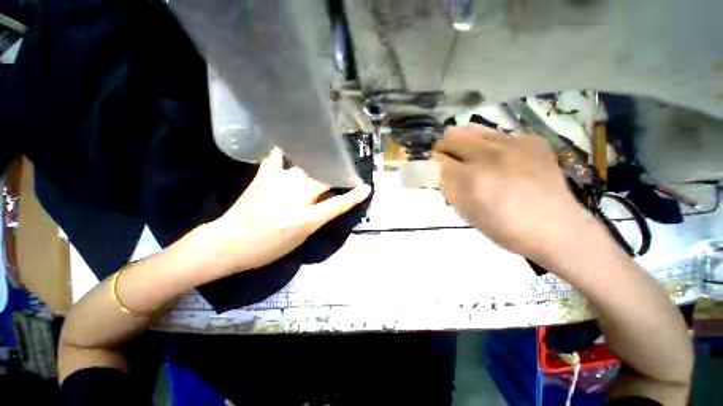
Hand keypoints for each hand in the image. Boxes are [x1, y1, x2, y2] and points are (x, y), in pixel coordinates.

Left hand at [207, 148, 370, 271]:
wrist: (229, 243)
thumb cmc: (267, 248)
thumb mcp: (300, 238)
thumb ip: (316, 217)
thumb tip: (329, 199)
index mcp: (304, 220)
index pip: (336, 205)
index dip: (353, 196)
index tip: (365, 188)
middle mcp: (294, 199)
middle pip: (323, 179)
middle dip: (338, 175)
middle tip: (345, 172)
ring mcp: (278, 184)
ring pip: (306, 166)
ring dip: (319, 164)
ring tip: (325, 160)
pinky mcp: (264, 176)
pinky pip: (279, 156)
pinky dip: (288, 151)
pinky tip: (294, 147)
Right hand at [434, 126, 593, 264]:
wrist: (556, 229)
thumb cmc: (505, 228)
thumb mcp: (467, 213)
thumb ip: (450, 188)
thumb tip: (439, 171)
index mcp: (471, 179)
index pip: (438, 159)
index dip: (431, 162)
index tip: (431, 166)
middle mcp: (490, 155)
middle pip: (452, 136)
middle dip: (442, 146)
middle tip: (445, 158)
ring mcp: (514, 144)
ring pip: (474, 129)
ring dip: (463, 141)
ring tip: (466, 154)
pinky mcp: (532, 141)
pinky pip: (499, 134)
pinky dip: (489, 144)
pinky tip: (497, 158)